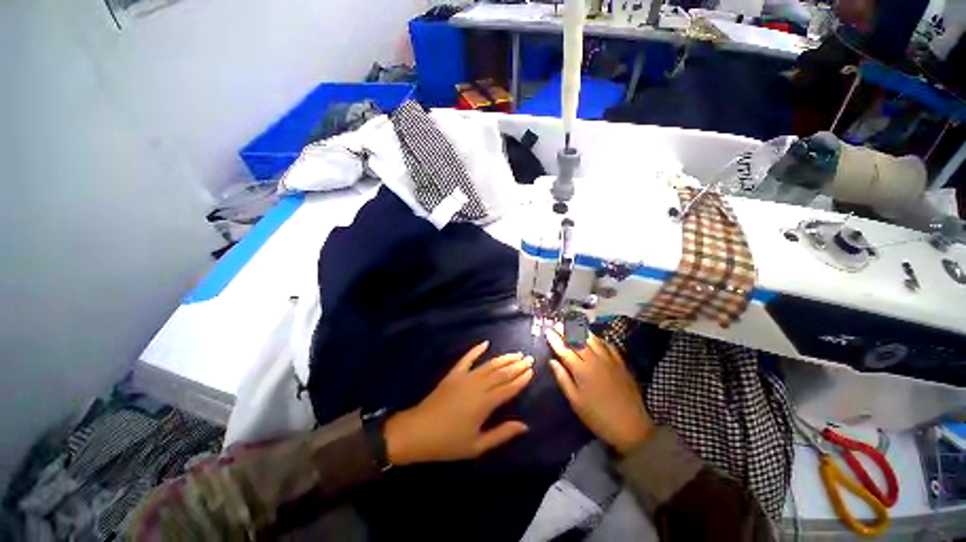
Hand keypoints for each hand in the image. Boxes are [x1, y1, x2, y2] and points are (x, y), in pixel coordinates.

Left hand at [384, 342, 533, 464]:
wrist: (418, 432)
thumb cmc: (448, 443)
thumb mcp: (477, 445)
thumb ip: (502, 434)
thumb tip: (524, 426)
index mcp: (485, 403)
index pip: (509, 387)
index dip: (521, 379)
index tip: (532, 370)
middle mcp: (478, 386)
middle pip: (502, 372)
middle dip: (517, 365)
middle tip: (529, 358)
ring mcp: (465, 377)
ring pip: (489, 364)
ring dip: (503, 358)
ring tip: (516, 353)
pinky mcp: (454, 374)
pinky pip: (467, 358)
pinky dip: (476, 350)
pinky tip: (485, 343)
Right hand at [547, 329, 654, 453]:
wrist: (631, 426)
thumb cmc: (598, 417)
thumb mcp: (575, 401)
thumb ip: (563, 379)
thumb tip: (552, 361)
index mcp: (581, 370)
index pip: (564, 350)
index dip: (555, 339)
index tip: (547, 331)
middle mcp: (594, 360)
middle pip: (577, 340)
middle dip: (566, 330)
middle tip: (557, 324)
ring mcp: (609, 360)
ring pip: (593, 339)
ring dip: (581, 330)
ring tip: (573, 324)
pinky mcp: (620, 363)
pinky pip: (608, 345)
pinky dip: (598, 339)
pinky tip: (594, 337)